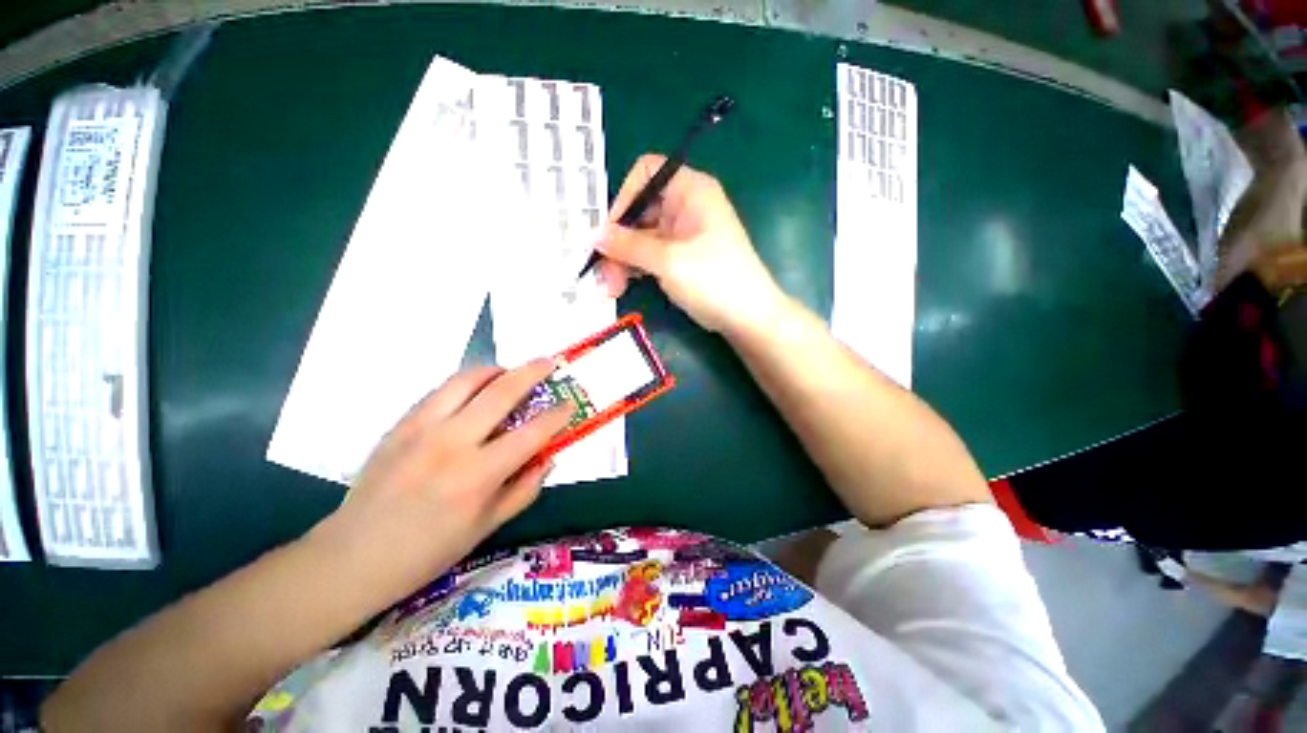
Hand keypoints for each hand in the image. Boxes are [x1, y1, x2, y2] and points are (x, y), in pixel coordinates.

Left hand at [318, 361, 571, 599]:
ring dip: (496, 369)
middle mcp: (452, 442)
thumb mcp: (487, 527)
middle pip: (502, 392)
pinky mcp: (400, 424)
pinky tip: (474, 391)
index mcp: (478, 475)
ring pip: (466, 379)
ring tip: (510, 372)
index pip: (531, 433)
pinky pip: (440, 390)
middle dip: (532, 372)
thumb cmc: (427, 551)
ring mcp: (422, 428)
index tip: (570, 404)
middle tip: (548, 362)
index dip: (557, 415)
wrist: (353, 556)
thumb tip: (548, 457)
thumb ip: (525, 488)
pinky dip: (466, 383)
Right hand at [597, 154, 786, 333]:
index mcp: (690, 190)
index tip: (611, 231)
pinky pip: (651, 255)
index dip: (625, 197)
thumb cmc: (714, 280)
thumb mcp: (669, 261)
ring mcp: (683, 234)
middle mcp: (685, 206)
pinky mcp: (681, 257)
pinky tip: (622, 286)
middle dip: (618, 241)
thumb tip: (594, 235)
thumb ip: (629, 246)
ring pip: (642, 237)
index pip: (646, 173)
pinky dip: (636, 269)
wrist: (748, 316)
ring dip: (623, 260)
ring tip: (611, 288)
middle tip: (603, 273)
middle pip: (640, 210)